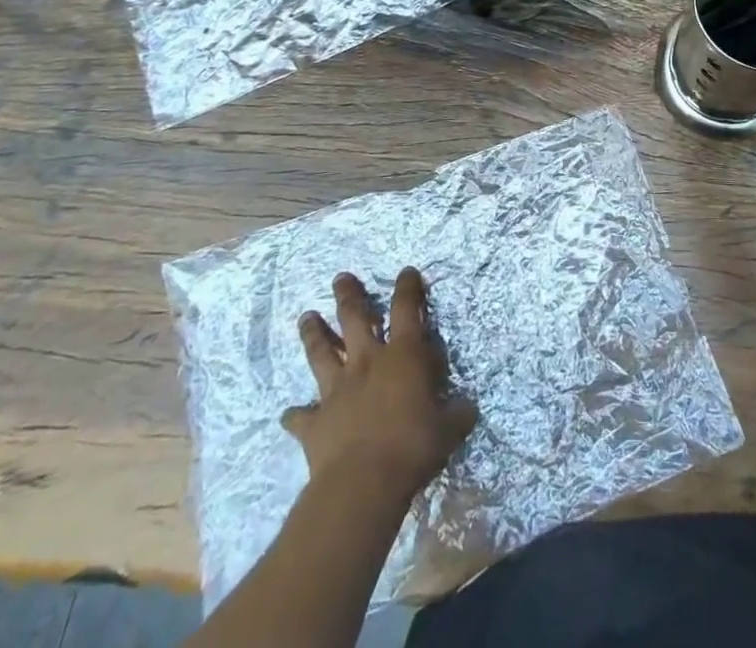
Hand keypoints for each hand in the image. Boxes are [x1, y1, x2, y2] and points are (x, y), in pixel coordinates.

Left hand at [282, 269, 477, 503]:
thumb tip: (467, 406)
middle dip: (348, 295)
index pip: (407, 309)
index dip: (408, 287)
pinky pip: (300, 417)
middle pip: (354, 318)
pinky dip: (295, 415)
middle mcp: (367, 362)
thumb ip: (458, 412)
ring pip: (321, 353)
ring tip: (306, 317)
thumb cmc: (412, 447)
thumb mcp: (449, 428)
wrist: (363, 484)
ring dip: (314, 334)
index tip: (406, 272)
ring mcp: (337, 390)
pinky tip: (288, 414)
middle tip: (340, 278)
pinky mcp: (315, 423)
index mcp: (403, 356)